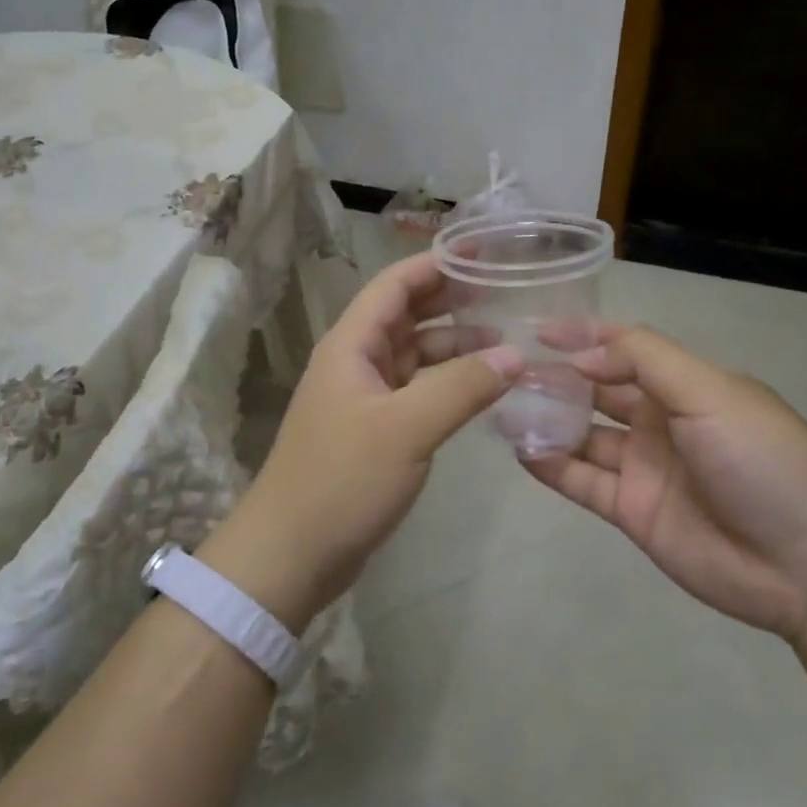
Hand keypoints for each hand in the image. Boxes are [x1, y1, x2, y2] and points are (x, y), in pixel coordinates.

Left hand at [201, 253, 521, 630]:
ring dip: (455, 345)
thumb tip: (515, 353)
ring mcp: (365, 397)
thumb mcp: (407, 428)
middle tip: (506, 292)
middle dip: (452, 300)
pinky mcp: (375, 430)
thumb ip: (462, 386)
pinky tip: (482, 389)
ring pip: (415, 355)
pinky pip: (417, 390)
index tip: (484, 251)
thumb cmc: (342, 480)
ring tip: (507, 343)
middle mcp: (357, 361)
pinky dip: (448, 383)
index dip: (436, 263)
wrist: (291, 554)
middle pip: (407, 315)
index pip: (395, 285)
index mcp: (352, 345)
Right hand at [523, 325, 806, 639]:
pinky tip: (521, 451)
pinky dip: (552, 466)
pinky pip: (583, 481)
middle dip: (558, 378)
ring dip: (548, 420)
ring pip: (584, 435)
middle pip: (598, 390)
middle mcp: (661, 420)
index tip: (538, 331)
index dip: (585, 337)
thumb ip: (643, 360)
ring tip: (503, 408)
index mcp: (686, 385)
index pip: (626, 349)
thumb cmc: (761, 459)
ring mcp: (645, 467)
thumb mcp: (709, 391)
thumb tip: (581, 356)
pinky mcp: (633, 511)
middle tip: (509, 372)